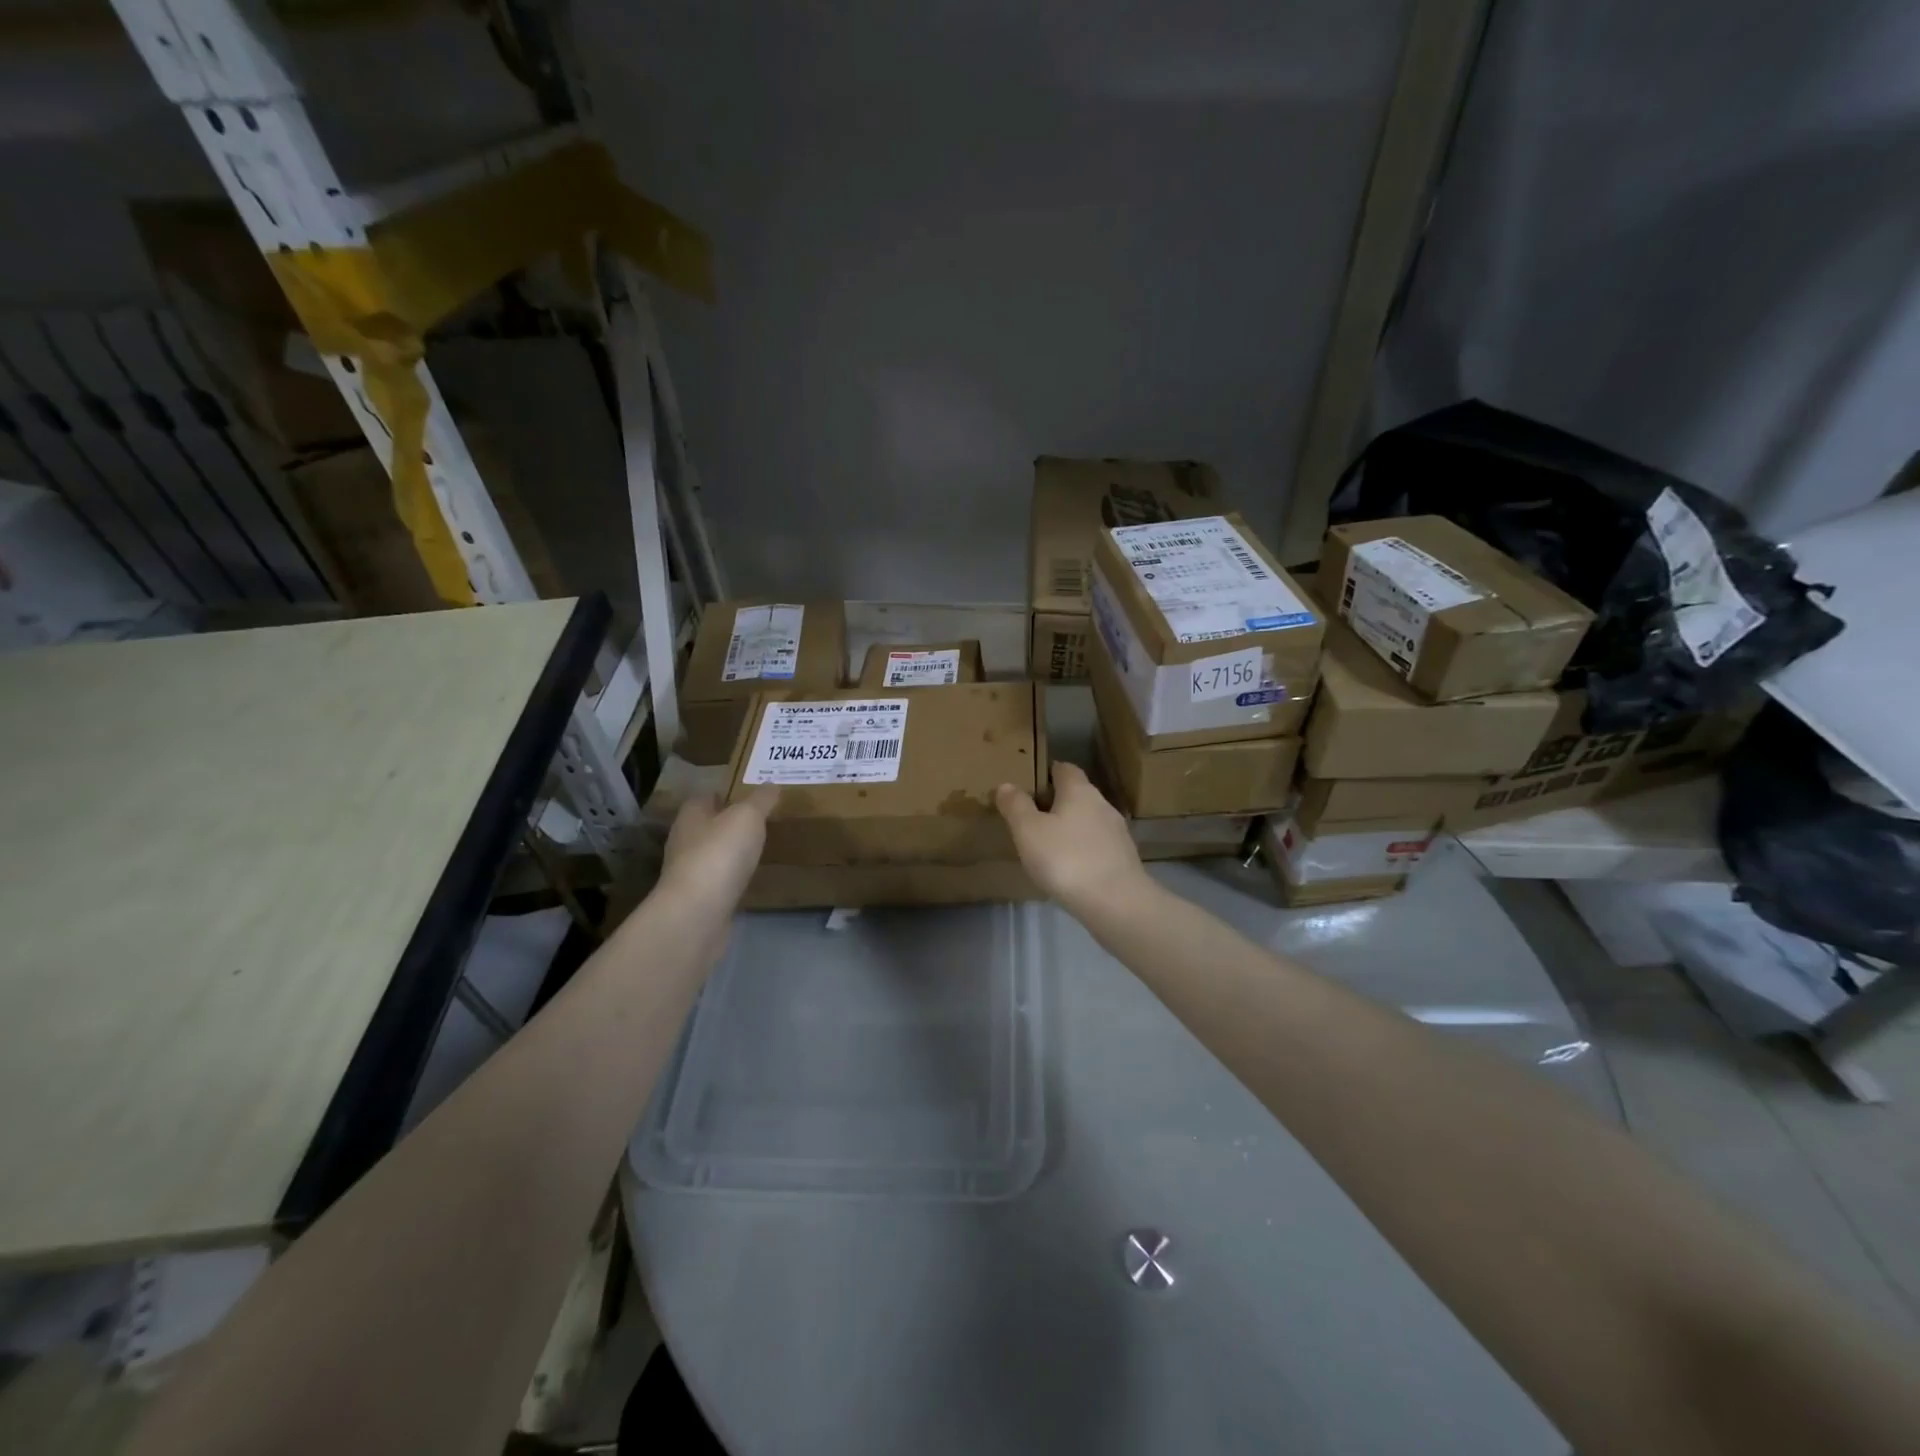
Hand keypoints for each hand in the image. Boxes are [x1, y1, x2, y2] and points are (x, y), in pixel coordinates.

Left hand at [658, 787, 778, 913]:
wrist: (698, 913)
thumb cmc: (720, 853)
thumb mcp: (748, 817)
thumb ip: (761, 799)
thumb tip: (772, 784)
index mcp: (692, 815)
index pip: (705, 797)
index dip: (725, 793)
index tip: (750, 794)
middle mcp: (685, 841)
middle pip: (708, 825)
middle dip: (730, 822)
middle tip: (761, 820)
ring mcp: (690, 872)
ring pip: (714, 853)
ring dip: (732, 851)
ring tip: (760, 848)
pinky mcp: (699, 899)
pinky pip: (720, 880)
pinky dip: (734, 877)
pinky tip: (752, 878)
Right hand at [994, 763, 1149, 917]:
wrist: (1116, 903)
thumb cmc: (1066, 859)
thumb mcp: (1028, 831)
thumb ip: (1016, 806)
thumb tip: (1006, 785)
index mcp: (1079, 790)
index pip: (1063, 769)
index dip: (1046, 773)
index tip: (1028, 786)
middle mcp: (1102, 804)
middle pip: (1077, 794)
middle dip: (1056, 802)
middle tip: (1031, 818)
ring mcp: (1117, 832)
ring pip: (1088, 820)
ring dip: (1070, 827)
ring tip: (1047, 845)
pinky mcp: (1123, 858)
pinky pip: (1096, 844)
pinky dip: (1082, 849)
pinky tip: (1069, 867)